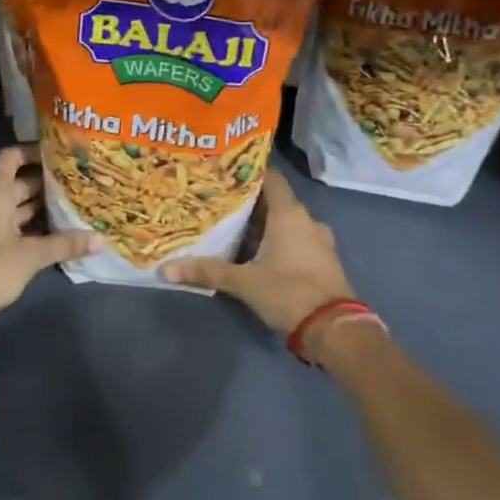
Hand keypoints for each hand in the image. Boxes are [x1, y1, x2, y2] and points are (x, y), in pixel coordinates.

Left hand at [0, 146, 100, 328]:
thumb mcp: (32, 255)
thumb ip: (65, 244)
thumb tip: (101, 239)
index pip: (12, 157)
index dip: (33, 152)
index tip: (59, 154)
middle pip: (15, 183)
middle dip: (44, 183)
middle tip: (76, 184)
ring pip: (11, 206)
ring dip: (35, 207)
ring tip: (69, 207)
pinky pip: (5, 224)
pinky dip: (25, 225)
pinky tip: (49, 235)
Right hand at [164, 168, 367, 350]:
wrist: (334, 329)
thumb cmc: (288, 292)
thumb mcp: (243, 282)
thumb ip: (206, 271)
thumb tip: (166, 269)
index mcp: (289, 214)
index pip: (270, 177)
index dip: (248, 171)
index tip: (224, 170)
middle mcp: (306, 220)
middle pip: (274, 200)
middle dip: (248, 200)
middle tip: (218, 200)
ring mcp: (317, 240)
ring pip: (285, 222)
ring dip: (262, 223)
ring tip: (232, 225)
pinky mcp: (321, 260)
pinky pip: (294, 239)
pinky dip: (276, 240)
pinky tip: (254, 250)